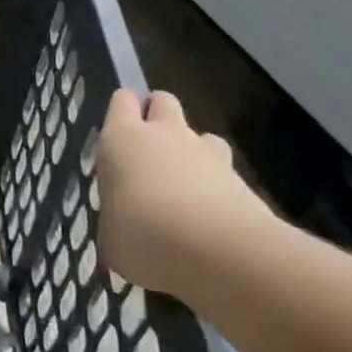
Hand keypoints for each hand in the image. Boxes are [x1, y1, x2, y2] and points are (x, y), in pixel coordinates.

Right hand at [96, 89, 272, 296]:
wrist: (219, 252)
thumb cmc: (142, 235)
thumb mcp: (110, 236)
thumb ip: (115, 222)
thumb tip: (121, 231)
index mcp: (122, 138)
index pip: (122, 100)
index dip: (122, 112)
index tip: (118, 135)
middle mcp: (164, 134)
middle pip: (163, 101)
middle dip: (157, 117)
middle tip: (149, 152)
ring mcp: (207, 153)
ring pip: (200, 134)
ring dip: (192, 151)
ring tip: (185, 185)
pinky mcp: (241, 179)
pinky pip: (224, 170)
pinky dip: (217, 185)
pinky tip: (211, 216)